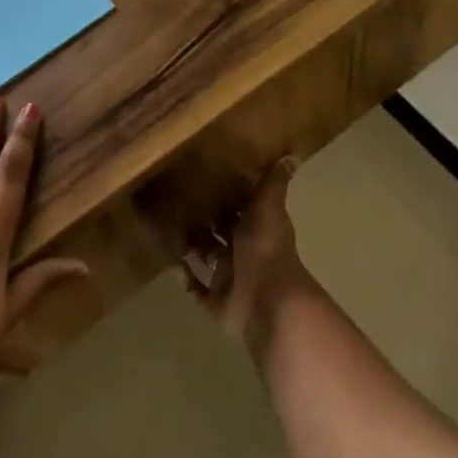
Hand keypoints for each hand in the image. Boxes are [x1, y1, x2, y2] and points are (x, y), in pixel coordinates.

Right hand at [183, 157, 317, 354]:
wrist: (266, 298)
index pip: (239, 209)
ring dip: (191, 249)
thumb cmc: (264, 247)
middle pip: (219, 234)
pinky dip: (188, 281)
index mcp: (256, 228)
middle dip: (201, 222)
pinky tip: (173, 267)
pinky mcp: (218, 301)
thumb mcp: (268, 207)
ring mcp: (231, 278)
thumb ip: (273, 184)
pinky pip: (199, 291)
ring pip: (207, 260)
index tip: (201, 180)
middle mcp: (244, 252)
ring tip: (166, 231)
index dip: (224, 197)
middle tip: (173, 203)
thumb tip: (291, 155)